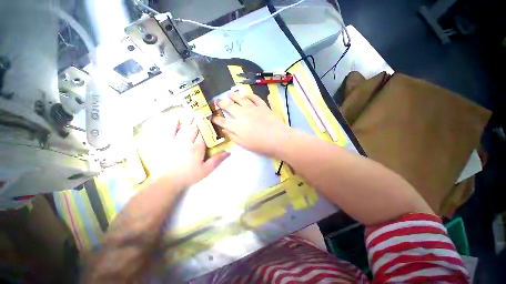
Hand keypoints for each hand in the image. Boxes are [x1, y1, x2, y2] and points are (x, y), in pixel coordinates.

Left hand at [148, 117, 229, 190]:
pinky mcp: (167, 143)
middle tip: (202, 112)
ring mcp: (176, 141)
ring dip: (189, 119)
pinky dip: (173, 123)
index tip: (210, 118)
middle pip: (194, 128)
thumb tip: (228, 152)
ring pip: (184, 127)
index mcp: (197, 148)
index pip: (204, 134)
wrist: (168, 181)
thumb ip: (217, 160)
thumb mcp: (206, 170)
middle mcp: (187, 142)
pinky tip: (175, 117)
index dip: (207, 126)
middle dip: (199, 120)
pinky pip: (170, 131)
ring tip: (193, 112)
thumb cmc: (189, 176)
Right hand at [212, 91, 291, 155]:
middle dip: (221, 103)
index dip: (216, 119)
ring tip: (230, 93)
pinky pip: (254, 98)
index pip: (223, 121)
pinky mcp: (262, 106)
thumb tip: (225, 129)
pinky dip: (249, 95)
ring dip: (234, 95)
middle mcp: (242, 114)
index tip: (212, 117)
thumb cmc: (260, 144)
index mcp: (236, 125)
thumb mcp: (243, 144)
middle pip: (229, 106)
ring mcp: (252, 108)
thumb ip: (233, 136)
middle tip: (217, 101)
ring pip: (240, 99)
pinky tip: (246, 94)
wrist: (277, 138)